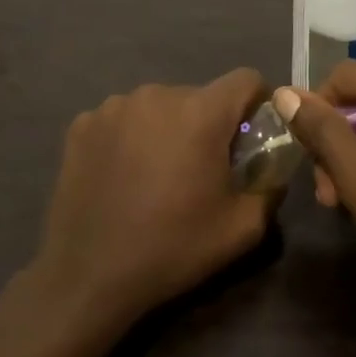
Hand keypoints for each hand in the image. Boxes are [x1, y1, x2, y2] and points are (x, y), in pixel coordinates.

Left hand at [34, 69, 275, 323]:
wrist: (89, 276)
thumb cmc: (173, 248)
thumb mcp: (243, 228)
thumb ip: (271, 187)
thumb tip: (273, 166)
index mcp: (200, 113)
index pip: (246, 79)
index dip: (257, 104)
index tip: (252, 137)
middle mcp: (157, 95)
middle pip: (200, 95)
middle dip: (209, 124)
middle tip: (202, 168)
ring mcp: (113, 107)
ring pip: (160, 105)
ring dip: (168, 128)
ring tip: (158, 173)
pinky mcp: (82, 124)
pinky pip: (123, 118)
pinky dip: (131, 137)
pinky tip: (123, 175)